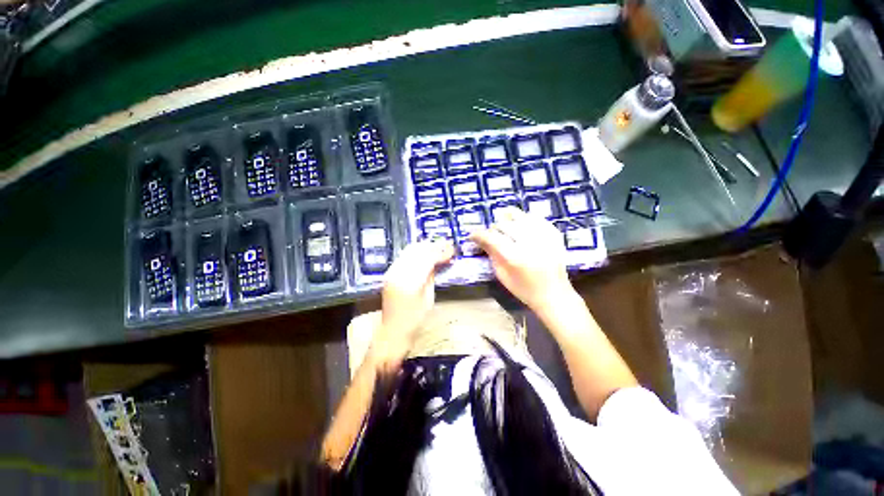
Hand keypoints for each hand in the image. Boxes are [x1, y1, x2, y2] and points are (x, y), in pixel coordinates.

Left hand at [370, 239, 454, 367]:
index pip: (427, 259)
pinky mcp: (389, 273)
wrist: (393, 329)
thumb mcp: (428, 297)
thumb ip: (432, 276)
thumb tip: (438, 261)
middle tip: (445, 246)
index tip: (451, 250)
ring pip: (409, 251)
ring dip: (424, 247)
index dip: (440, 252)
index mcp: (410, 283)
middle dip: (433, 246)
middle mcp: (398, 273)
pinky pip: (403, 256)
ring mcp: (391, 272)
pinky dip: (415, 252)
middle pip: (417, 251)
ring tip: (436, 247)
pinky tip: (423, 253)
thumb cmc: (414, 319)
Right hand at [470, 207, 575, 312]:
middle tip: (490, 234)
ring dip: (508, 218)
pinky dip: (526, 218)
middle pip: (505, 224)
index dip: (479, 234)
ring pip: (521, 216)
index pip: (492, 238)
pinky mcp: (554, 235)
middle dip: (493, 227)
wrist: (554, 295)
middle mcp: (529, 243)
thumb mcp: (503, 275)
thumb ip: (492, 254)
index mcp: (514, 257)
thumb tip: (481, 240)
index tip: (473, 235)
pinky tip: (521, 223)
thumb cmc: (525, 289)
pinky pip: (537, 218)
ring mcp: (544, 237)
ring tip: (504, 223)